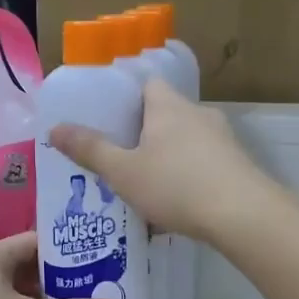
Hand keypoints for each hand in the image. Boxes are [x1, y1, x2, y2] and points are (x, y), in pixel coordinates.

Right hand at [49, 78, 273, 243]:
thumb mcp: (123, 171)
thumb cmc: (176, 185)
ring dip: (166, 156)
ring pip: (185, 140)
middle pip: (165, 113)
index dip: (127, 95)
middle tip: (119, 154)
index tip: (108, 117)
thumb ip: (89, 150)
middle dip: (143, 132)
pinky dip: (187, 176)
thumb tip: (54, 128)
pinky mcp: (237, 166)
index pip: (147, 83)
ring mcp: (222, 139)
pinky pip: (203, 163)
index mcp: (168, 106)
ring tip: (144, 183)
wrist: (244, 215)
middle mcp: (198, 114)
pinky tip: (175, 203)